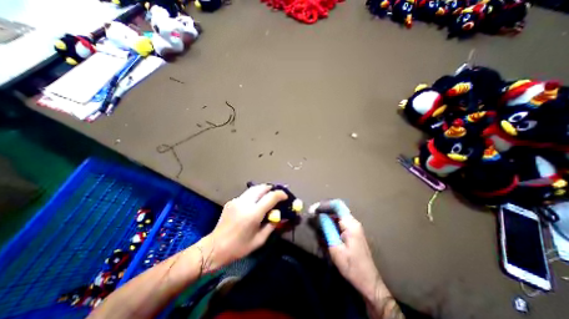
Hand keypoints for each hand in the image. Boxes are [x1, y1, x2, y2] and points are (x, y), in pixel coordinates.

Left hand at [201, 186, 288, 269]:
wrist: (214, 248)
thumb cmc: (239, 247)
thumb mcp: (259, 240)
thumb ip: (271, 226)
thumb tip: (280, 217)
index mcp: (253, 214)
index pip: (271, 197)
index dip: (281, 194)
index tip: (286, 197)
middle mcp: (245, 203)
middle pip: (262, 188)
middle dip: (272, 189)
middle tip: (277, 194)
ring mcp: (237, 200)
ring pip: (254, 188)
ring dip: (263, 190)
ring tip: (268, 196)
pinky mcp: (232, 201)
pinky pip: (247, 194)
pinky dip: (254, 195)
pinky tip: (255, 203)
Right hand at [316, 200, 381, 299]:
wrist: (368, 282)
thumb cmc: (351, 266)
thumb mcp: (335, 247)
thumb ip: (327, 228)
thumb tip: (320, 215)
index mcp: (350, 224)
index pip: (337, 205)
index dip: (324, 204)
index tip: (313, 209)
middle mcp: (353, 222)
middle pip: (337, 209)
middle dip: (323, 209)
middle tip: (312, 214)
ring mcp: (354, 227)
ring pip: (338, 215)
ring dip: (326, 216)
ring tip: (315, 220)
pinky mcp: (353, 233)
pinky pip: (340, 222)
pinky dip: (330, 222)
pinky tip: (324, 227)